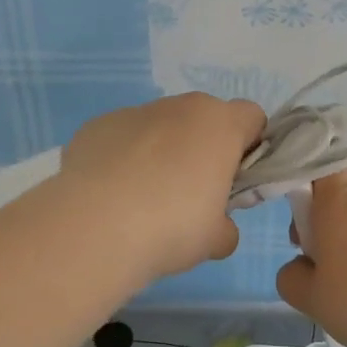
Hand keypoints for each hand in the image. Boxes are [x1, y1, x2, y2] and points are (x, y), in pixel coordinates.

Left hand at [58, 93, 266, 281]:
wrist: (94, 227)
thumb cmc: (172, 227)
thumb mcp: (216, 239)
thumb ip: (226, 226)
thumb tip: (217, 227)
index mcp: (219, 125)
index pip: (252, 118)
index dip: (249, 147)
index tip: (236, 181)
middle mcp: (178, 107)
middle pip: (202, 120)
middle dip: (202, 150)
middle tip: (192, 196)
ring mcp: (133, 113)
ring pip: (159, 128)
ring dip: (160, 153)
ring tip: (143, 201)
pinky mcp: (96, 126)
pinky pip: (121, 140)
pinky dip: (122, 160)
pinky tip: (111, 196)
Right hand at [276, 171, 346, 346]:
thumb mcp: (308, 296)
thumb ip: (290, 276)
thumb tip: (301, 267)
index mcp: (337, 199)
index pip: (319, 164)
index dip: (304, 181)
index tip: (298, 216)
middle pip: (337, 193)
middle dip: (322, 219)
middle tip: (314, 257)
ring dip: (346, 239)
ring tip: (344, 283)